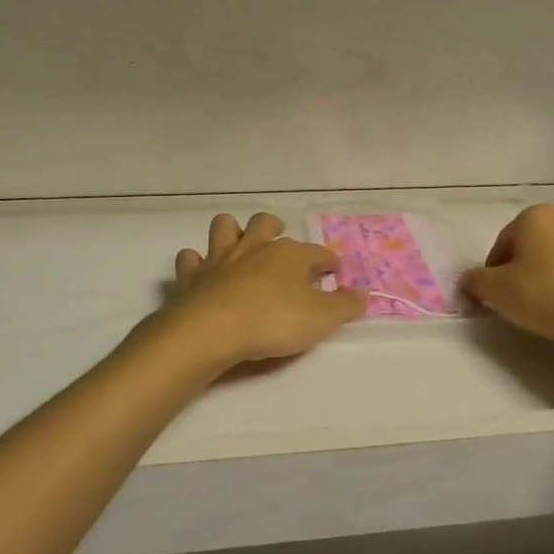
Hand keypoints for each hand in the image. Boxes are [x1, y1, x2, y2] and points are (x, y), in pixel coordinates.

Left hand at [151, 212, 367, 371]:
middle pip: (265, 223)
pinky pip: (190, 258)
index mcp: (289, 255)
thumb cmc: (273, 321)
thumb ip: (344, 305)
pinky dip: (195, 261)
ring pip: (224, 227)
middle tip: (279, 236)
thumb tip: (363, 293)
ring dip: (231, 231)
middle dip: (274, 226)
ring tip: (238, 241)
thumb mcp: (321, 319)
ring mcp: (220, 258)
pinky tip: (201, 270)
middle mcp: (255, 247)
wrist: (213, 329)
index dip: (328, 260)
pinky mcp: (192, 276)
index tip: (334, 270)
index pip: (316, 252)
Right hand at [461, 204, 553, 352]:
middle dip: (521, 267)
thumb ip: (475, 280)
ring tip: (543, 302)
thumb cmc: (542, 295)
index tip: (496, 293)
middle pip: (530, 244)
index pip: (503, 243)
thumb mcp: (494, 289)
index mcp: (535, 215)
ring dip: (546, 272)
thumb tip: (470, 280)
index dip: (494, 270)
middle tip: (517, 297)